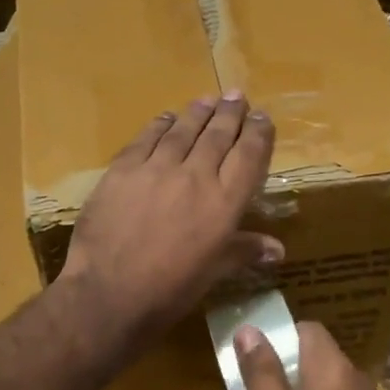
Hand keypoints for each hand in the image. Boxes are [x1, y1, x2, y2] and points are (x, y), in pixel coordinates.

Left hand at [59, 92, 281, 353]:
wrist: (110, 292)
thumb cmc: (170, 290)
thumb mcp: (213, 272)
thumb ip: (244, 251)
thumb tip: (279, 249)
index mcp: (224, 202)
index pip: (249, 156)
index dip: (258, 133)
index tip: (262, 117)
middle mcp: (196, 176)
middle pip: (218, 135)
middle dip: (230, 114)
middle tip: (237, 96)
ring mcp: (157, 168)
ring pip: (183, 130)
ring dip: (198, 113)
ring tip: (208, 100)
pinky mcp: (123, 170)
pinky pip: (146, 138)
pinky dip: (160, 125)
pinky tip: (166, 118)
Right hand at [234, 320, 389, 389]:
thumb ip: (260, 370)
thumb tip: (249, 330)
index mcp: (333, 368)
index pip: (308, 329)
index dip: (281, 335)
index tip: (256, 355)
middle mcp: (356, 377)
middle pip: (319, 353)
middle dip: (288, 363)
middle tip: (259, 386)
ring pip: (328, 379)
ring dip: (303, 386)